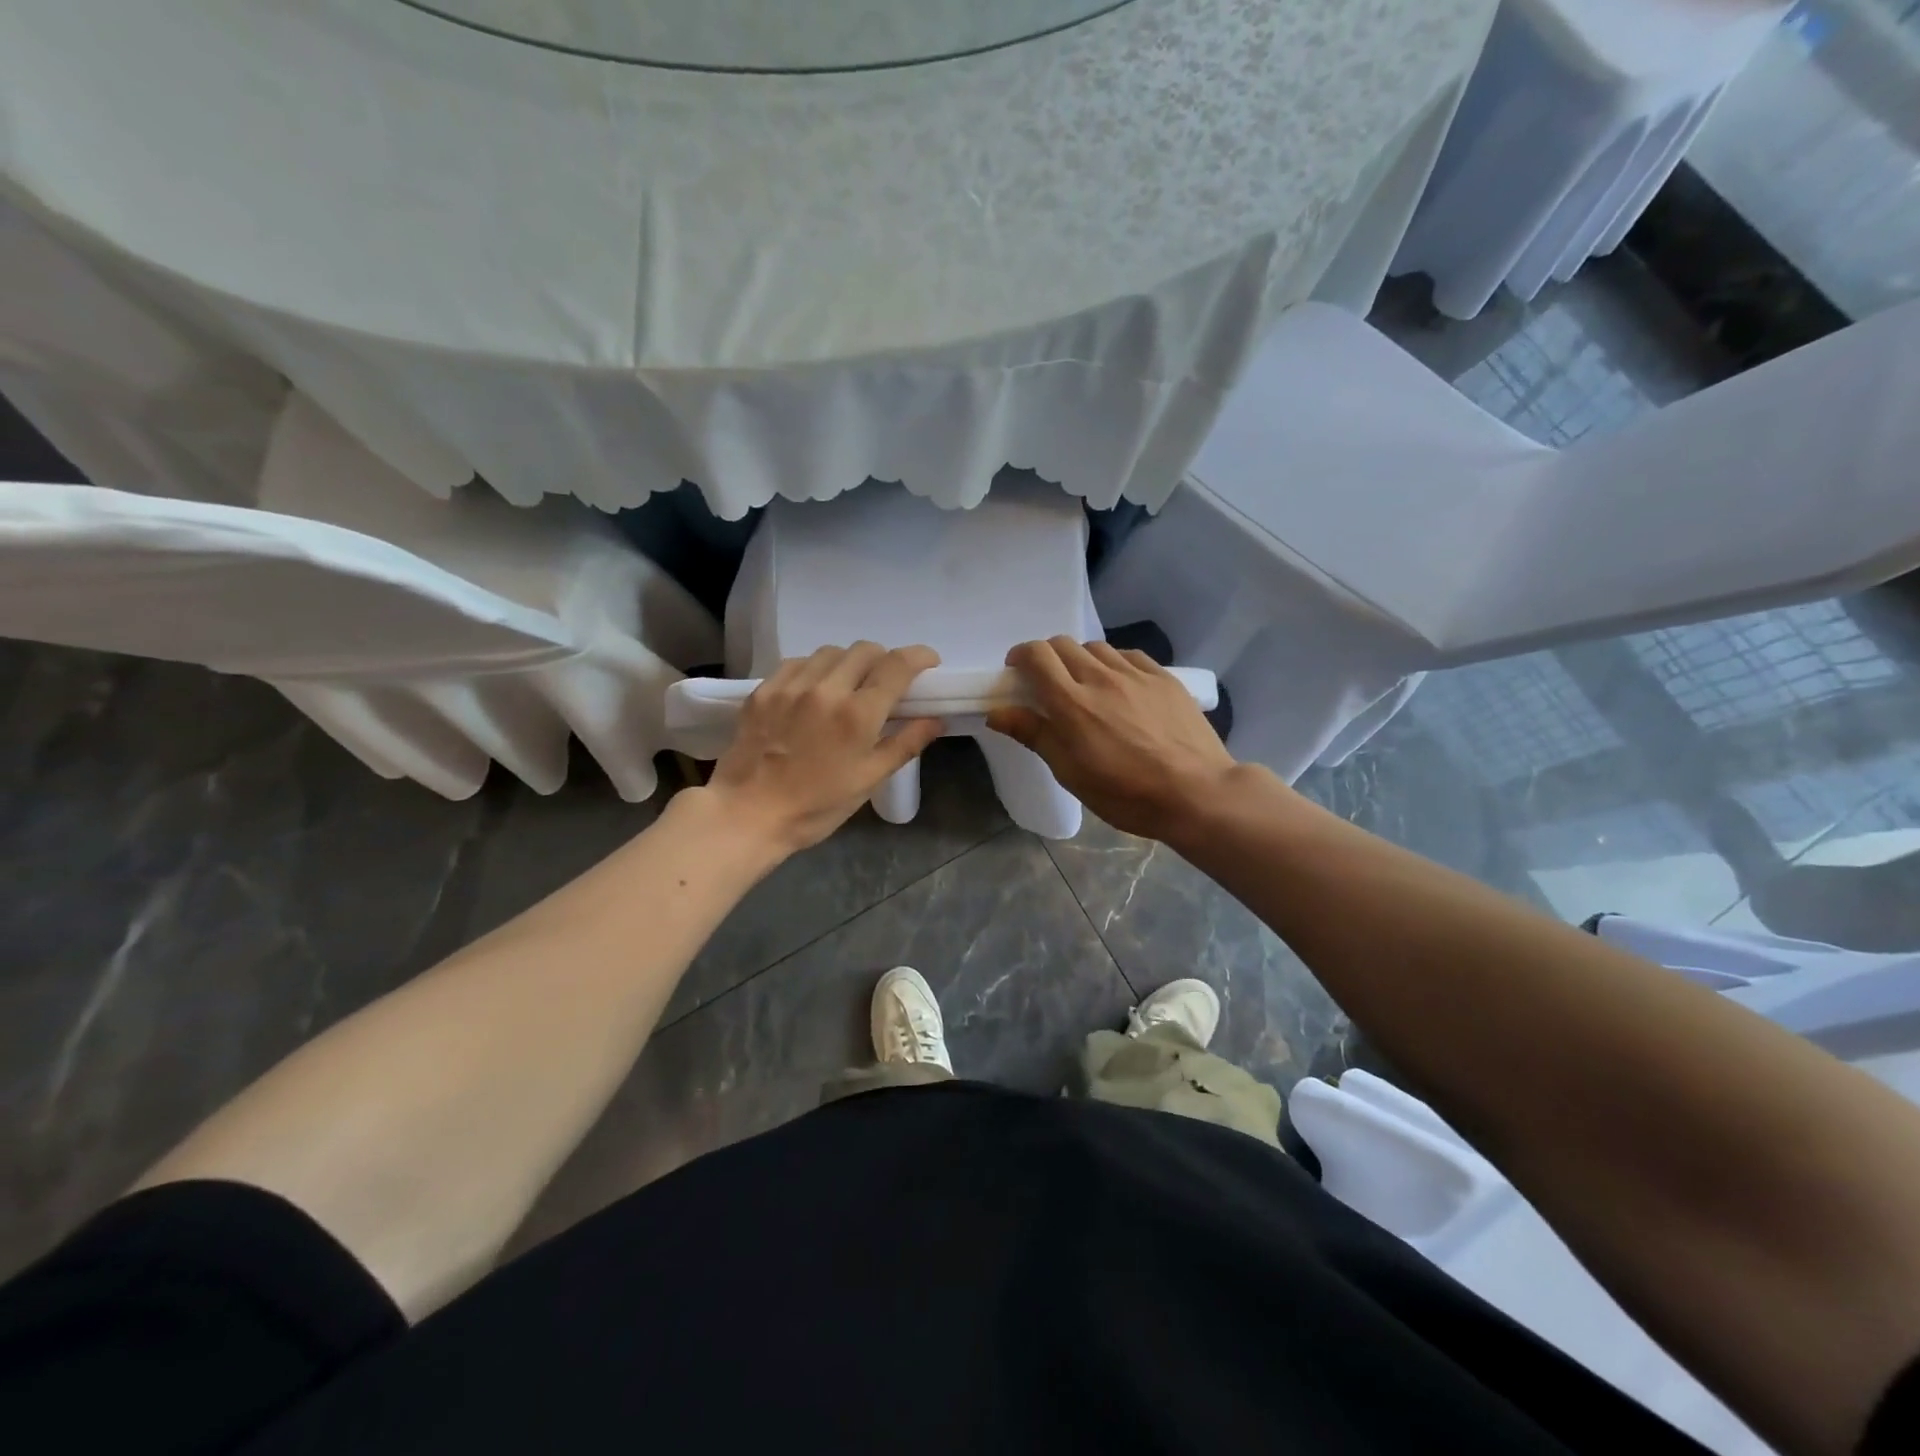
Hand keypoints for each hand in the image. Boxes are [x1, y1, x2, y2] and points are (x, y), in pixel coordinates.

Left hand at [706, 642, 944, 854]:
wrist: (748, 814)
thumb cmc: (817, 806)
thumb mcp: (869, 780)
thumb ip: (905, 744)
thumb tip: (935, 720)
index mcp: (858, 714)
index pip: (897, 665)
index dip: (919, 656)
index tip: (928, 663)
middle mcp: (826, 689)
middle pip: (865, 650)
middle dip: (884, 660)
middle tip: (885, 683)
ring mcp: (791, 686)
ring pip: (831, 652)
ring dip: (849, 662)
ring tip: (848, 686)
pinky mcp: (764, 690)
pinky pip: (798, 663)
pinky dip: (815, 669)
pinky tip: (814, 691)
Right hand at [986, 637, 1240, 842]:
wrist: (1197, 793)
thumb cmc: (1126, 794)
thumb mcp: (1071, 773)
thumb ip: (1035, 735)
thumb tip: (997, 712)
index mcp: (1072, 703)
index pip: (1037, 655)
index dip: (1020, 656)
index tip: (1016, 672)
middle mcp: (1101, 678)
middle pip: (1063, 644)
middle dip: (1047, 657)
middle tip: (1048, 683)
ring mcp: (1136, 674)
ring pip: (1096, 647)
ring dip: (1080, 659)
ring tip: (1085, 686)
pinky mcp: (1164, 677)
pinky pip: (1128, 656)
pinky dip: (1113, 663)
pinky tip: (1120, 686)